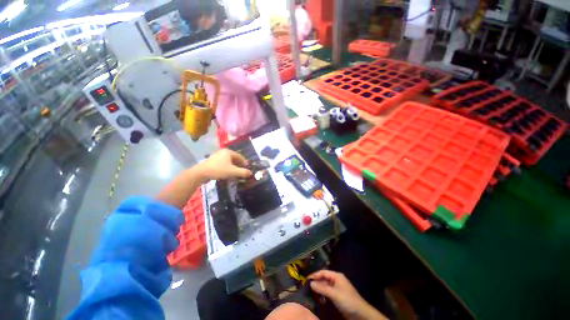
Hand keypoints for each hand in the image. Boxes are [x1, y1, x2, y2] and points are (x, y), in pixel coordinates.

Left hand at [194, 149, 251, 181]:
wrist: (200, 173)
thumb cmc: (218, 170)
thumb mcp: (232, 171)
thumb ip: (243, 172)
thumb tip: (251, 173)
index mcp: (228, 152)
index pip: (240, 156)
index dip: (245, 163)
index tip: (248, 168)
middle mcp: (223, 152)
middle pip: (234, 159)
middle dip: (239, 165)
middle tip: (242, 171)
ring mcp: (217, 156)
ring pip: (229, 162)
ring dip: (233, 167)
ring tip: (236, 174)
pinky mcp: (212, 162)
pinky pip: (223, 164)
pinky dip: (227, 168)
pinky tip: (228, 174)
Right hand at [309, 270, 386, 319]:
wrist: (361, 314)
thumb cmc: (348, 300)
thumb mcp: (334, 294)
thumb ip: (322, 288)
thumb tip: (310, 283)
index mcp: (336, 276)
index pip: (323, 272)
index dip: (314, 275)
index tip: (306, 279)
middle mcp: (336, 280)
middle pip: (324, 278)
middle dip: (316, 281)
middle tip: (306, 286)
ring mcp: (337, 288)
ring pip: (325, 286)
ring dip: (319, 288)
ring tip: (310, 292)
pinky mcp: (338, 296)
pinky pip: (328, 292)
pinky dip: (323, 294)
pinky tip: (318, 298)